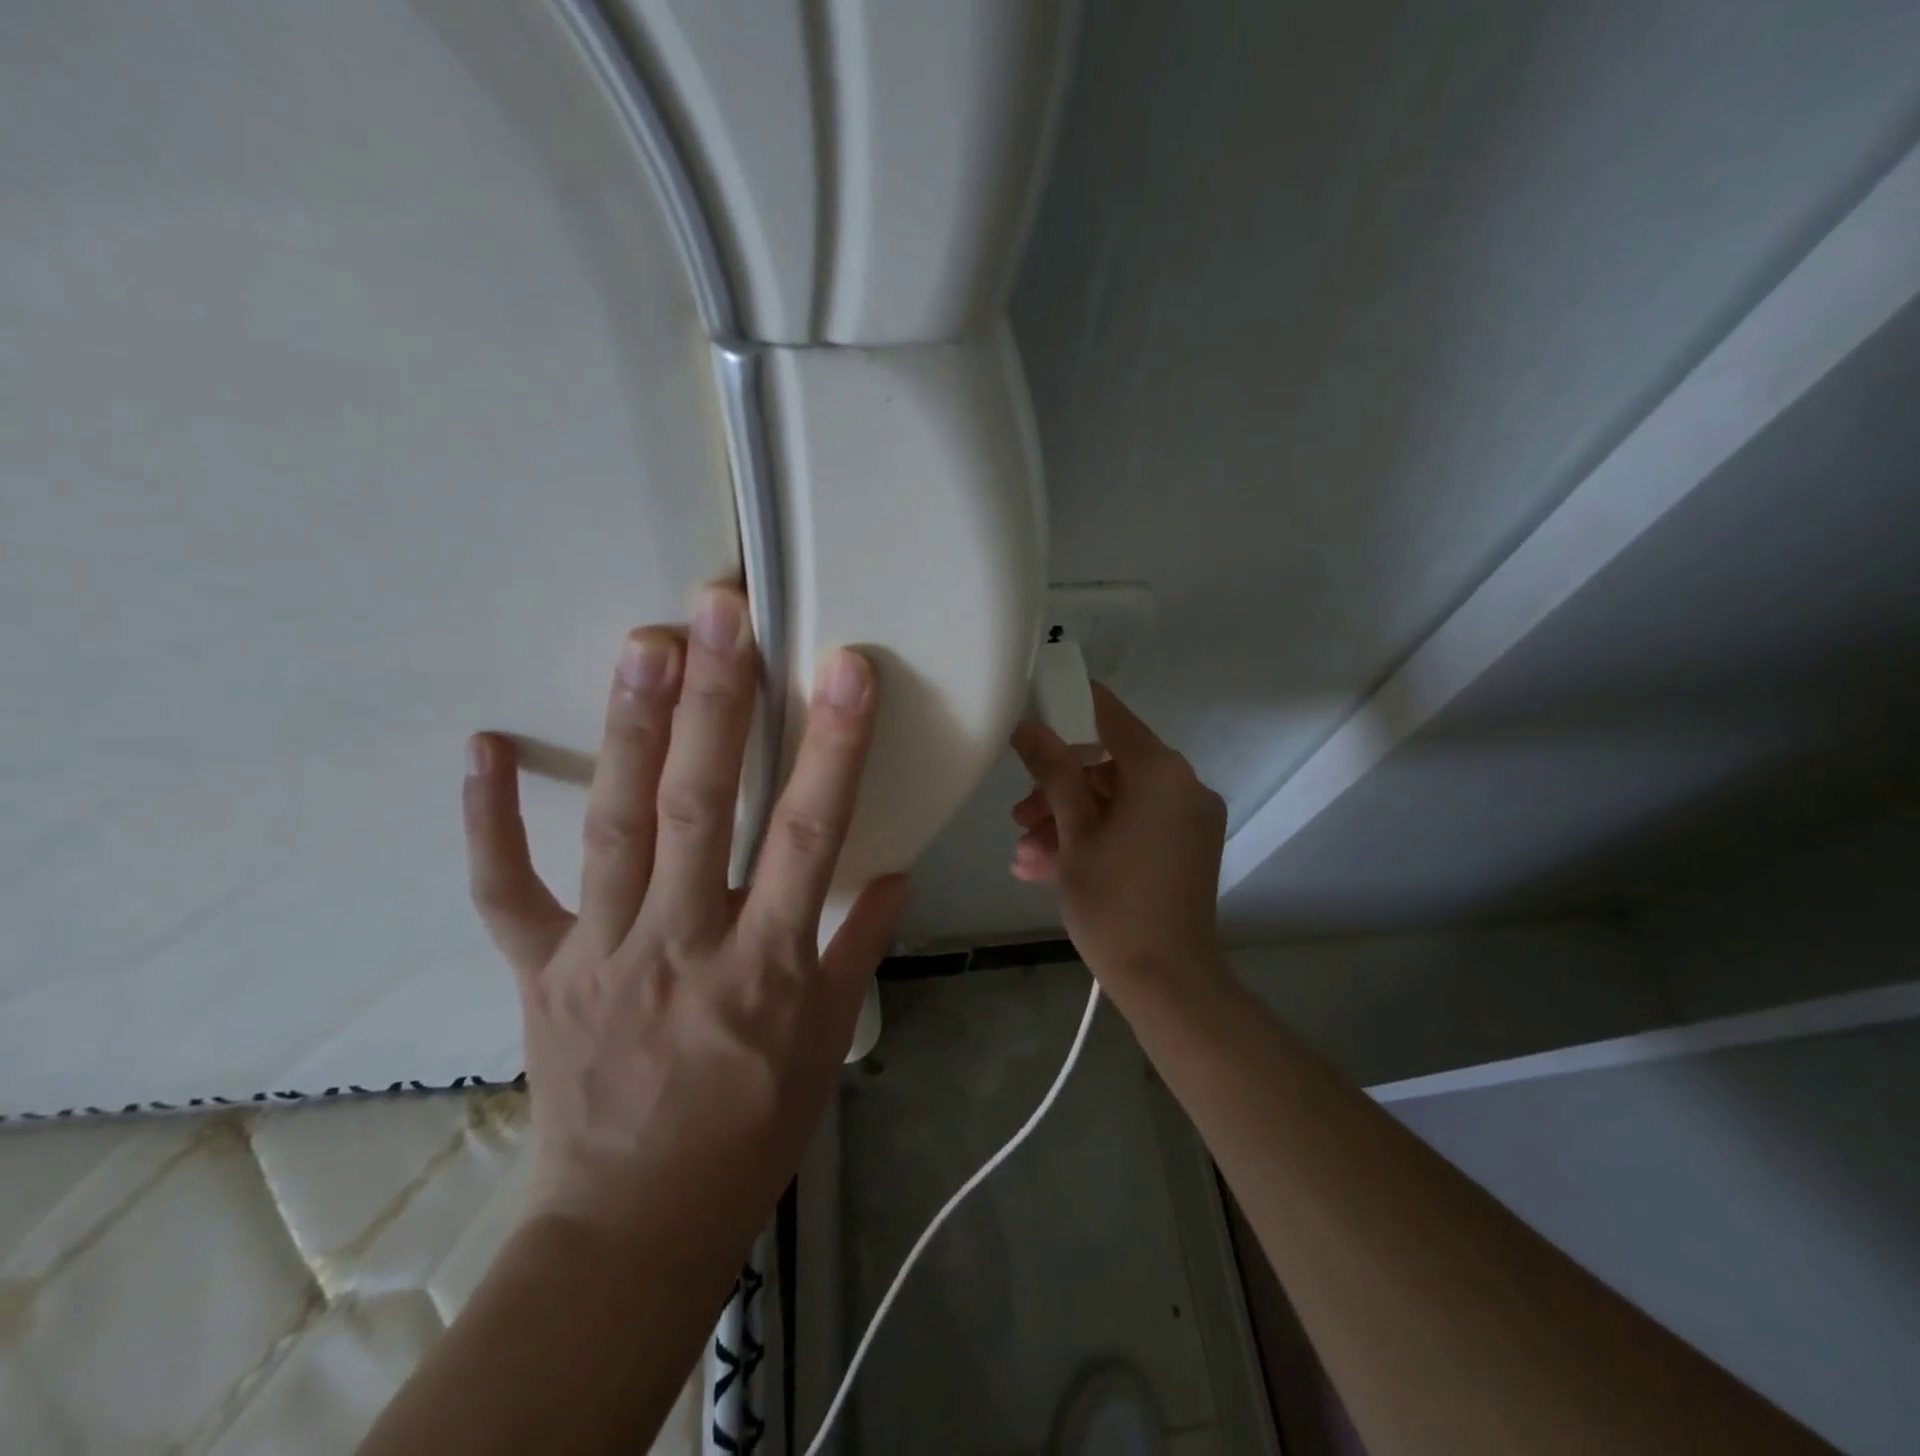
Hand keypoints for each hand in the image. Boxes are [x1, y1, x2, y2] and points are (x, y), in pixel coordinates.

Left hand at [461, 584, 908, 1246]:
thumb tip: (893, 874)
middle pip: (698, 806)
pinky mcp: (540, 969)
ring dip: (627, 729)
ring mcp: (600, 951)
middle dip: (715, 702)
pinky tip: (483, 748)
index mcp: (766, 965)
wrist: (634, 1225)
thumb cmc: (750, 1130)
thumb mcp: (825, 1043)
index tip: (847, 669)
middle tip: (718, 613)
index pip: (808, 835)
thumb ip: (856, 947)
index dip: (832, 747)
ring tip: (640, 644)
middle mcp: (682, 942)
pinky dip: (489, 822)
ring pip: (613, 826)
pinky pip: (507, 890)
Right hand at [1008, 684, 1227, 994]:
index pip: (1111, 717)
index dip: (1070, 708)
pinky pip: (1134, 828)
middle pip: (1109, 767)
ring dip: (1069, 822)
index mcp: (1161, 772)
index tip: (1034, 712)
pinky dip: (1096, 840)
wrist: (1167, 982)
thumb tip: (1029, 727)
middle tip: (1019, 817)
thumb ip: (1053, 772)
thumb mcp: (1073, 834)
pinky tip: (1047, 868)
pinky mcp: (1186, 851)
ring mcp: (1189, 821)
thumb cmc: (1113, 902)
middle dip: (1058, 790)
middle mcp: (1184, 787)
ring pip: (1117, 803)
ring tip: (1025, 855)